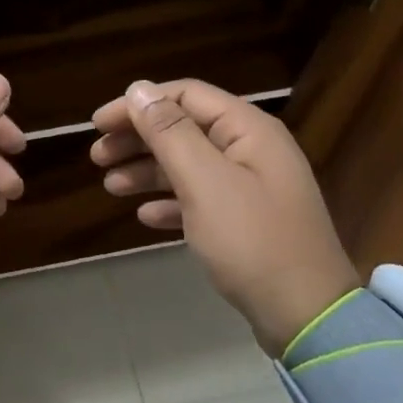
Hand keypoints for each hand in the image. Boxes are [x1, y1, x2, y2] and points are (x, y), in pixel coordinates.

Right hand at [91, 79, 358, 356]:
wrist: (305, 314)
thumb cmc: (252, 241)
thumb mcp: (205, 182)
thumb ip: (170, 133)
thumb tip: (139, 88)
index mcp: (247, 130)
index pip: (185, 95)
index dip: (138, 104)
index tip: (98, 124)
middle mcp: (251, 150)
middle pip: (184, 129)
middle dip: (138, 138)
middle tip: (97, 156)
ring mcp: (250, 187)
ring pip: (188, 165)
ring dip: (147, 170)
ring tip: (110, 186)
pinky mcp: (246, 221)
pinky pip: (200, 199)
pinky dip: (170, 202)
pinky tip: (145, 216)